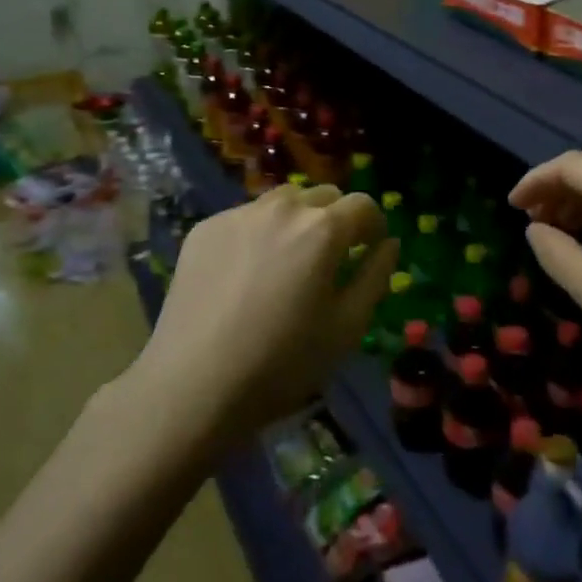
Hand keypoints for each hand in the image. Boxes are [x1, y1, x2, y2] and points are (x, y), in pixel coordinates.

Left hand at [133, 184, 396, 453]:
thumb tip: (388, 244)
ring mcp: (240, 214)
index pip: (363, 204)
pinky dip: (258, 234)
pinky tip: (245, 275)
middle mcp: (283, 207)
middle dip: (336, 219)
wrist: (192, 386)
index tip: (369, 251)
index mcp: (323, 228)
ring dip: (297, 221)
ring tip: (287, 263)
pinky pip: (246, 218)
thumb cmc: (281, 363)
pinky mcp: (205, 228)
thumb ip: (375, 276)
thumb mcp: (347, 328)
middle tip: (329, 260)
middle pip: (324, 196)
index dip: (373, 226)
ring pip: (283, 201)